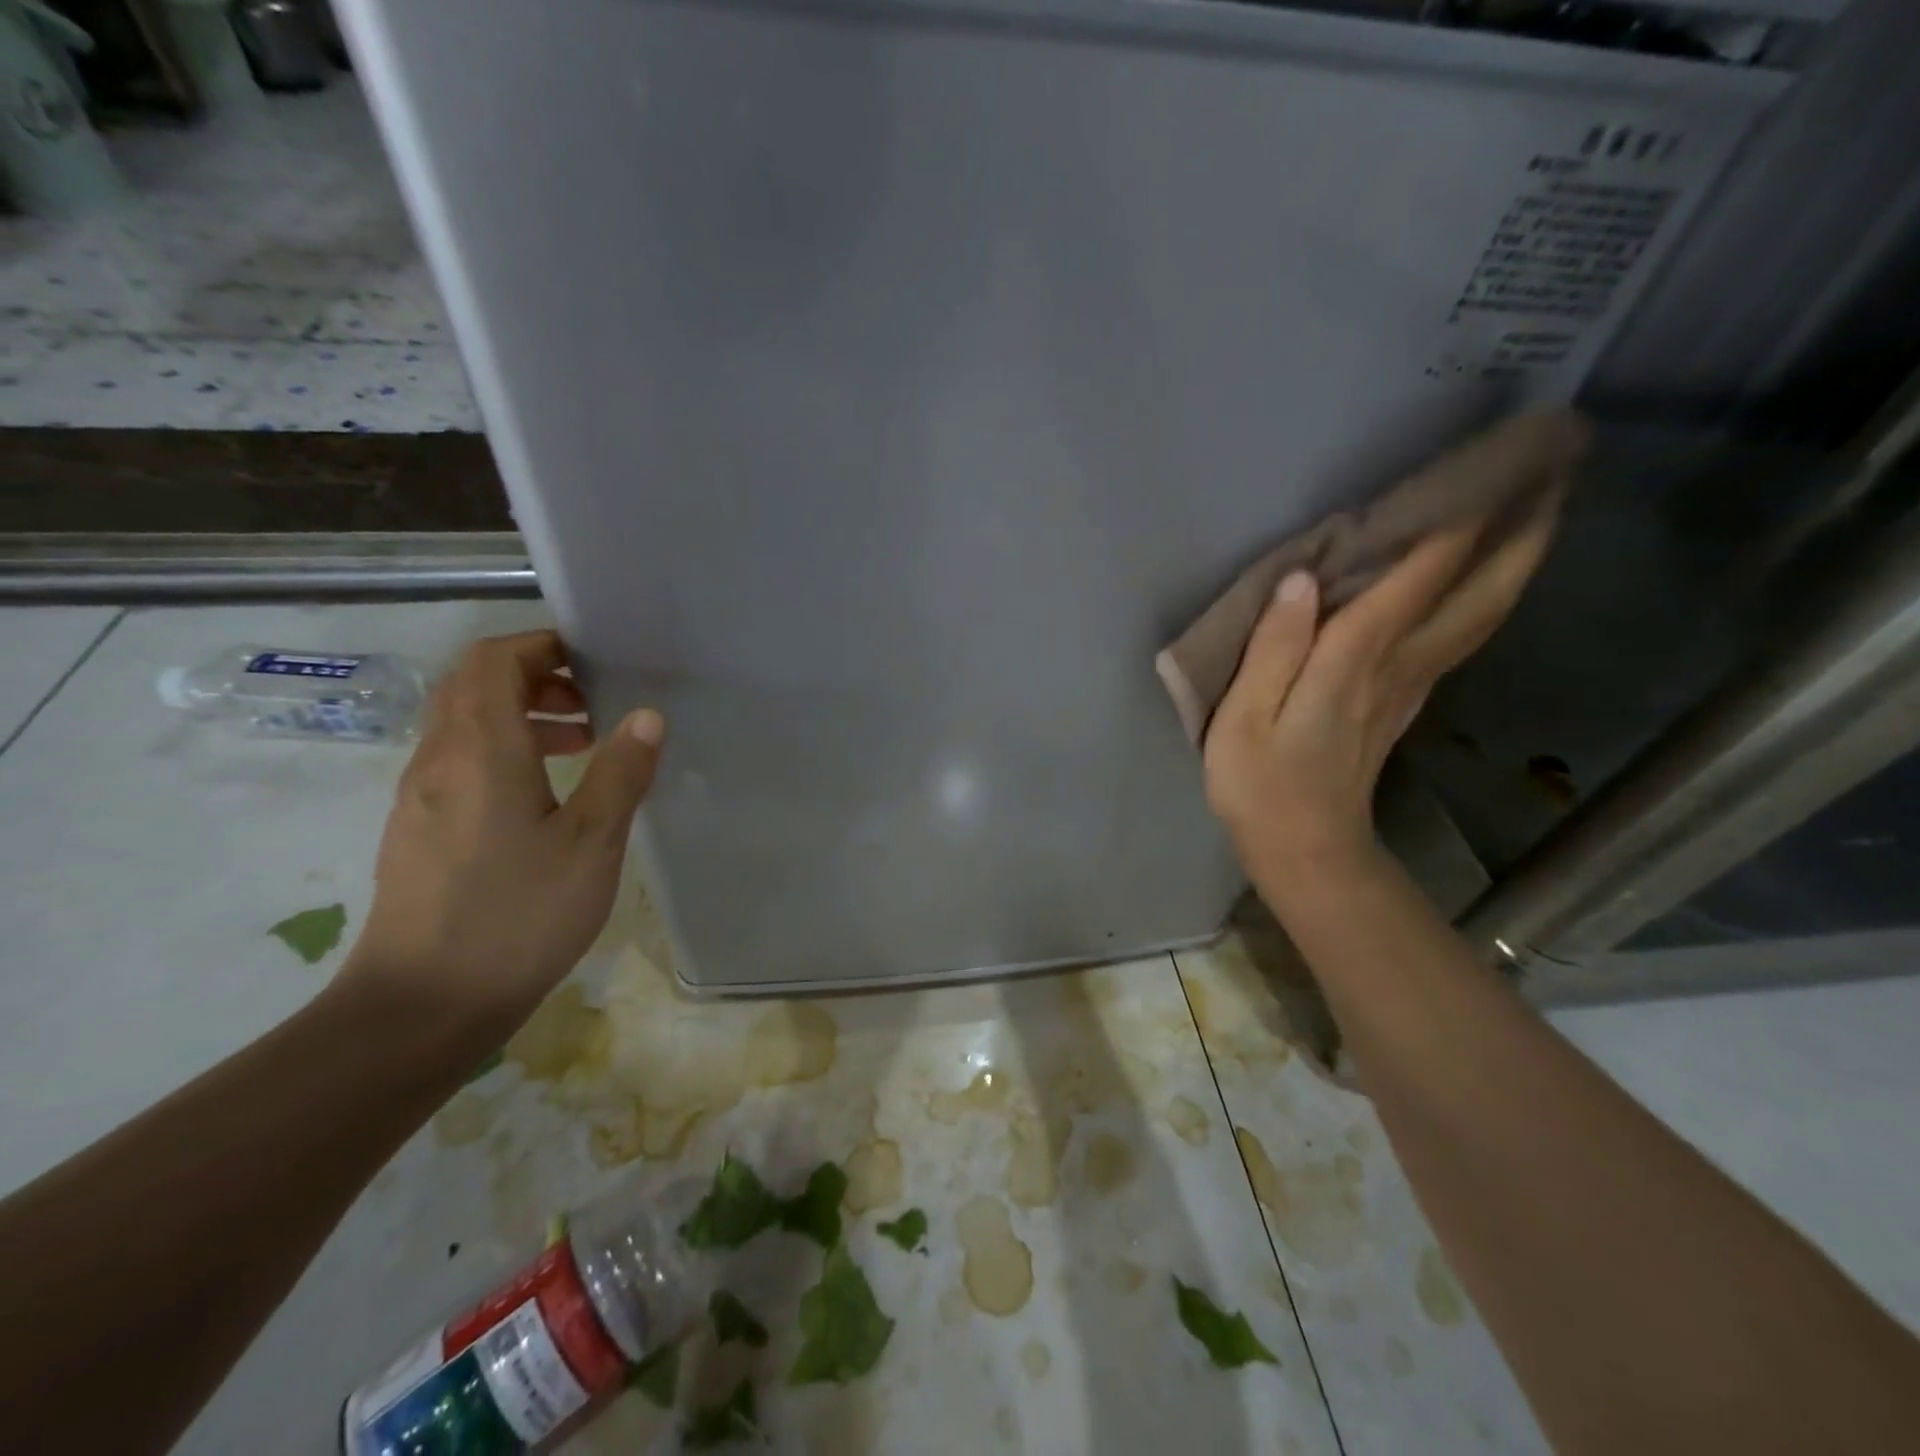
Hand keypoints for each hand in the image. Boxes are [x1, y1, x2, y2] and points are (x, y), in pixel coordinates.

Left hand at [342, 631, 664, 1035]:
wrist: (422, 1004)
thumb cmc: (517, 914)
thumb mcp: (591, 843)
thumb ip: (621, 772)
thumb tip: (647, 715)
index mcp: (481, 749)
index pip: (493, 660)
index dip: (541, 645)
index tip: (594, 661)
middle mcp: (439, 758)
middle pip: (475, 685)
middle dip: (536, 676)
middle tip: (595, 702)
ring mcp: (421, 795)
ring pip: (466, 723)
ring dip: (522, 715)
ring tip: (583, 744)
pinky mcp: (419, 828)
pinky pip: (460, 760)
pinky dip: (504, 751)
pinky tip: (546, 795)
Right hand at [1203, 489, 1561, 877]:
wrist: (1306, 850)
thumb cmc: (1261, 785)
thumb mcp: (1244, 719)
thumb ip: (1272, 649)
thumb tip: (1301, 581)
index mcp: (1354, 661)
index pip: (1415, 577)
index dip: (1455, 520)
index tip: (1496, 462)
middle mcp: (1398, 665)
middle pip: (1478, 593)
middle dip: (1521, 532)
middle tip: (1559, 470)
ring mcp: (1410, 686)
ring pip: (1481, 615)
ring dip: (1517, 562)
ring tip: (1542, 510)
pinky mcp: (1405, 702)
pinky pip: (1458, 638)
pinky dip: (1483, 600)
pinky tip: (1486, 584)